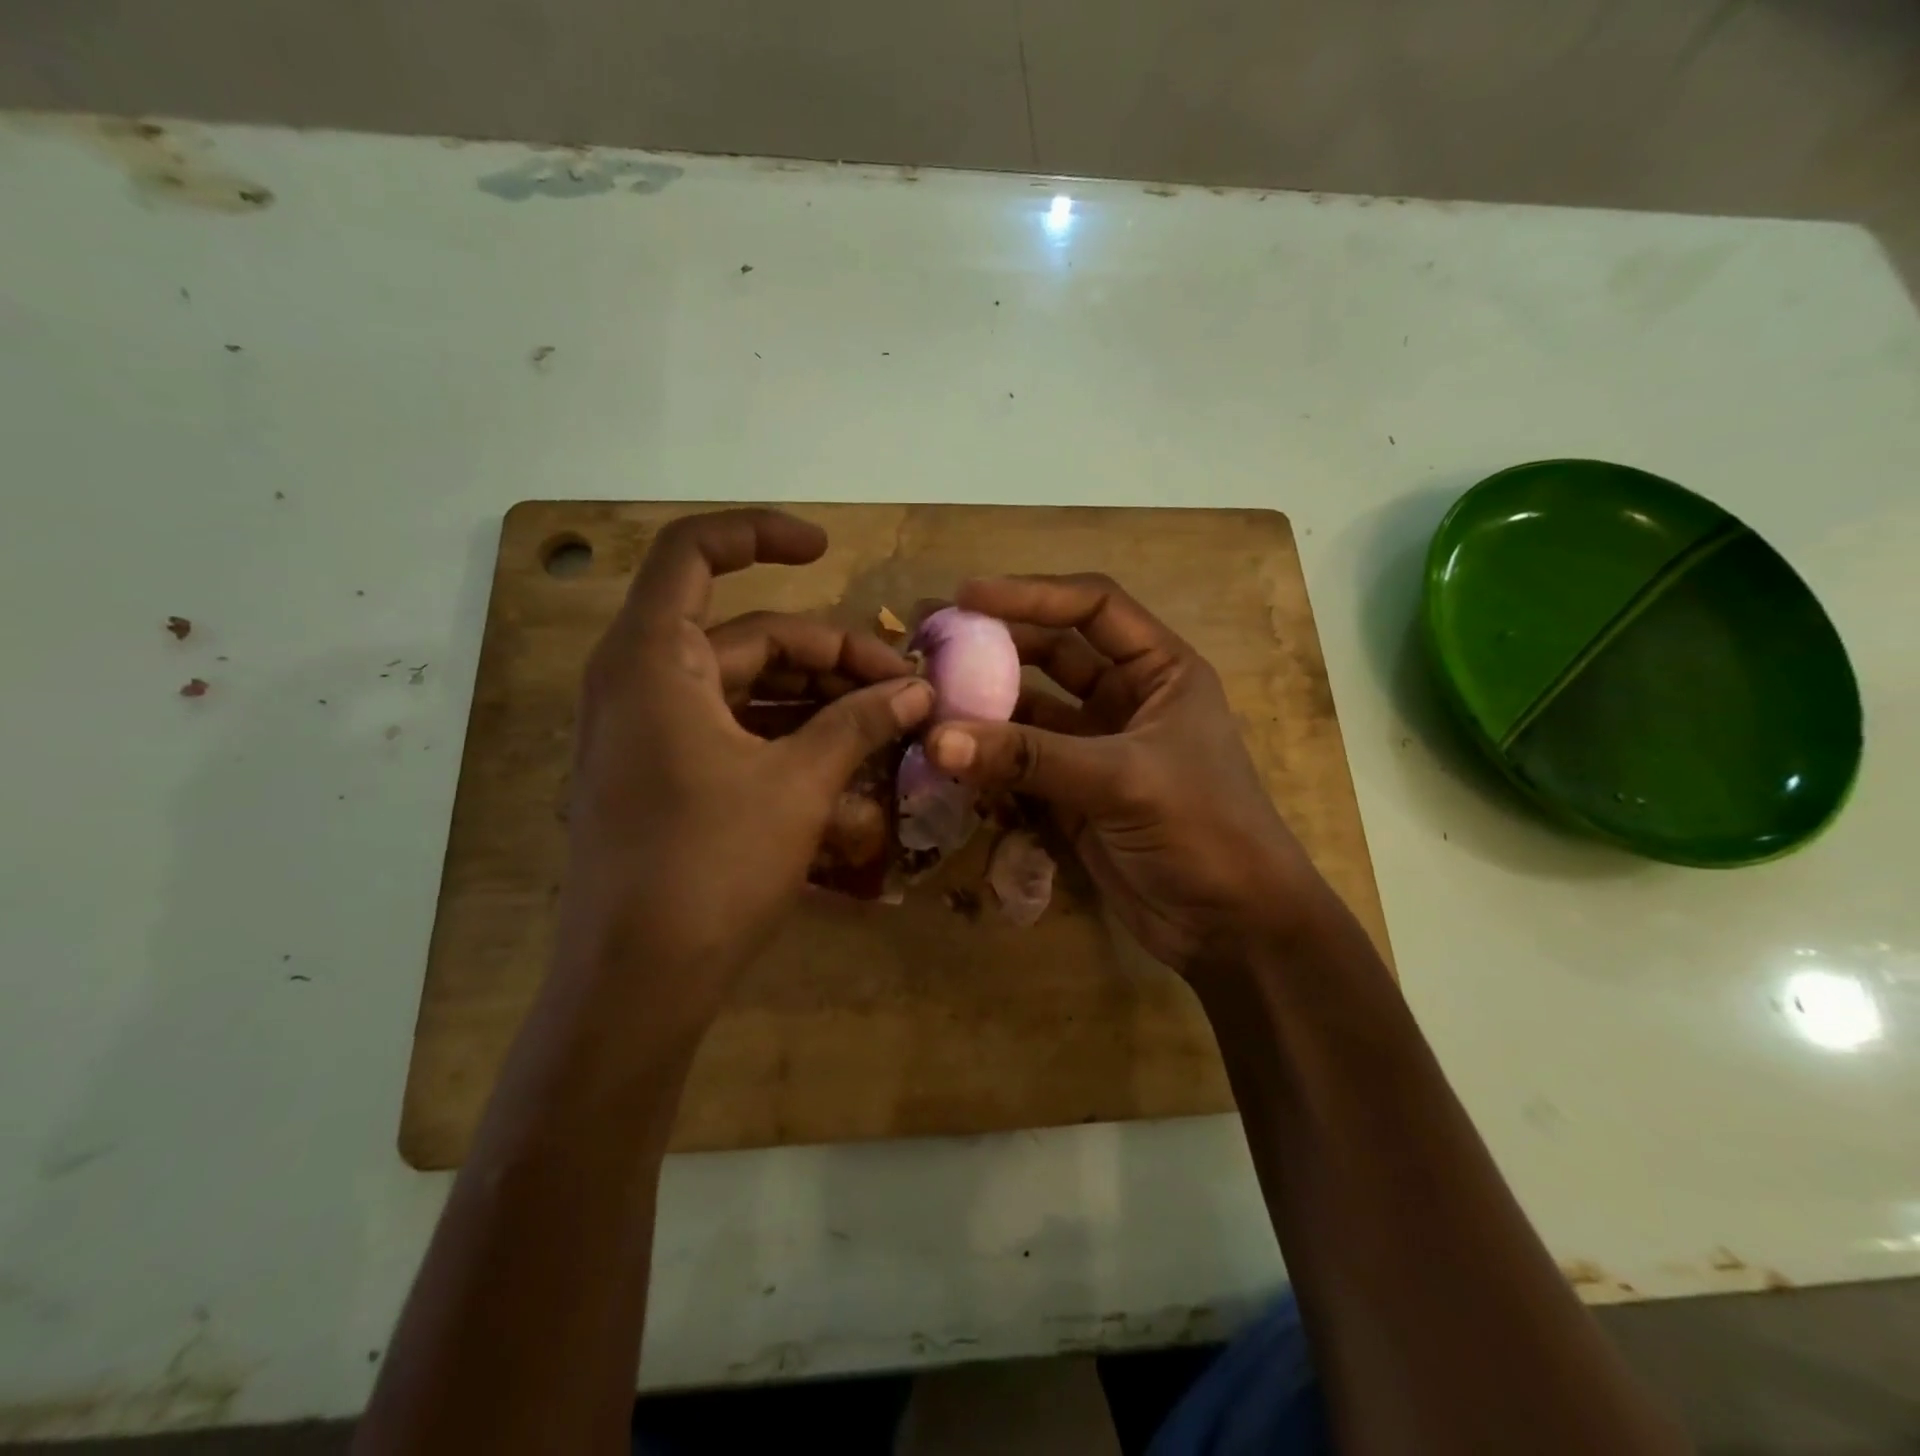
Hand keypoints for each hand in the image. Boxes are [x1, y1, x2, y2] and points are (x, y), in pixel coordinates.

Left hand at [560, 509, 931, 1020]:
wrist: (636, 983)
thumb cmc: (709, 867)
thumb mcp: (798, 785)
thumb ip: (860, 723)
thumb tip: (918, 689)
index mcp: (654, 659)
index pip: (694, 553)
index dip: (761, 534)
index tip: (827, 550)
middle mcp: (642, 681)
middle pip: (749, 634)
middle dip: (831, 653)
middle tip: (903, 687)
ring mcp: (651, 732)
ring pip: (750, 685)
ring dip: (820, 698)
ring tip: (890, 723)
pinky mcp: (666, 774)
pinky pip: (737, 729)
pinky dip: (791, 734)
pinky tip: (849, 759)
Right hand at [924, 574, 1330, 976]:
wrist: (1230, 927)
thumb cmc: (1203, 831)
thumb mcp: (1122, 781)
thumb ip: (1029, 757)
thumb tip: (937, 738)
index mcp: (1161, 670)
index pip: (1093, 609)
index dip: (1031, 595)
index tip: (967, 597)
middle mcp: (1127, 698)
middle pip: (1053, 652)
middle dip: (995, 645)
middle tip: (930, 642)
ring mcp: (1097, 748)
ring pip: (1031, 709)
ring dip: (984, 704)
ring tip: (924, 697)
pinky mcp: (1074, 794)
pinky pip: (1021, 761)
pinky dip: (987, 757)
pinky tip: (945, 753)